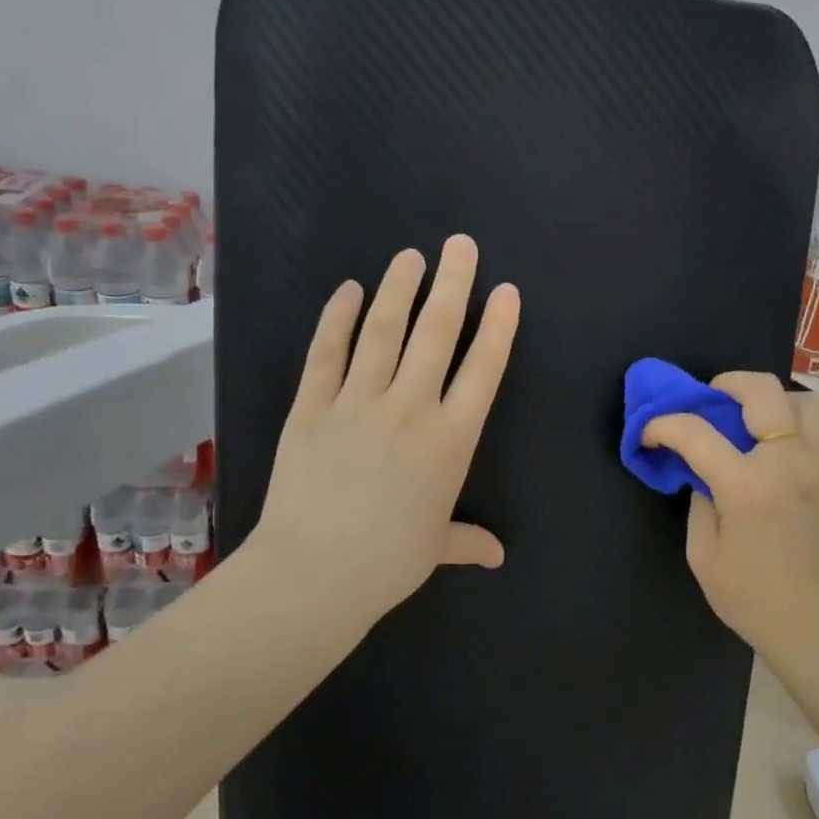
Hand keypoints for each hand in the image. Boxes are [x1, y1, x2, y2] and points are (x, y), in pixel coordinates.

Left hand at [245, 236, 519, 656]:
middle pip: (436, 334)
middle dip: (453, 284)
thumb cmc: (387, 562)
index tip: (506, 291)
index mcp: (451, 441)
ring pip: (384, 332)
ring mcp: (358, 402)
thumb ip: (468, 540)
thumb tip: (496, 556)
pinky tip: (350, 291)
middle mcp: (410, 409)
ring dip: (399, 289)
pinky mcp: (312, 406)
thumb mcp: (436, 547)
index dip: (497, 327)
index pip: (483, 370)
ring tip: (411, 256)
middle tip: (460, 245)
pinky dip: (338, 318)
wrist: (314, 573)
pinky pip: (327, 352)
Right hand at [642, 373, 818, 670]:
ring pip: (806, 401)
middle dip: (725, 384)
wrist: (814, 626)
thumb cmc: (750, 598)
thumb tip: (703, 472)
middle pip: (761, 390)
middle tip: (710, 401)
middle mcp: (789, 462)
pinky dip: (811, 424)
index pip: (695, 432)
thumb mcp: (703, 555)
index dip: (663, 425)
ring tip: (757, 421)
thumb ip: (699, 502)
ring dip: (775, 401)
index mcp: (746, 486)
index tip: (650, 433)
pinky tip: (794, 442)